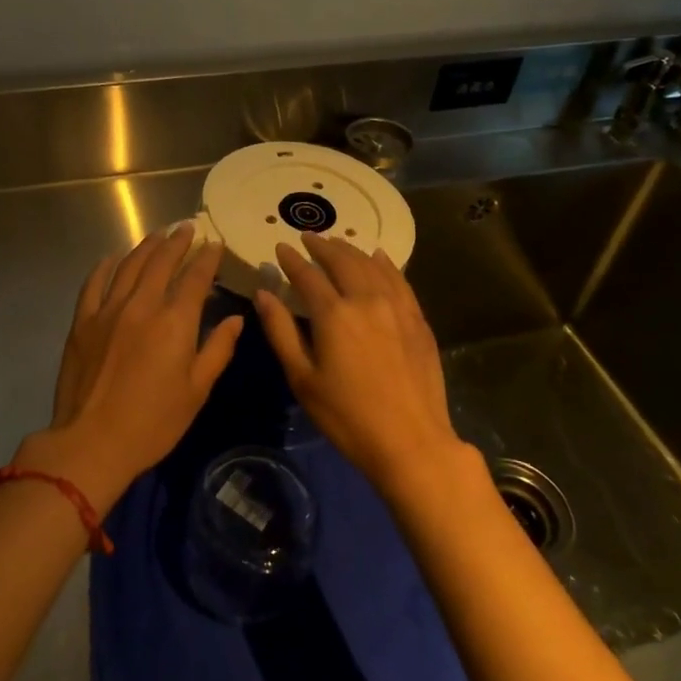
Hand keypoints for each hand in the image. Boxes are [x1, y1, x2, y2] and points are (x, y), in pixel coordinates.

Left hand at [19, 224, 243, 512]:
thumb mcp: (197, 391)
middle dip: (178, 241)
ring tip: (159, 233)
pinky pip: (94, 282)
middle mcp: (142, 305)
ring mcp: (108, 310)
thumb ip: (218, 349)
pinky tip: (113, 257)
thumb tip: (236, 319)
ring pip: (130, 265)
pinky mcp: (83, 321)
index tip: (216, 243)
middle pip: (162, 262)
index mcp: (174, 322)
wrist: (92, 442)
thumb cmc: (153, 423)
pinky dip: (106, 265)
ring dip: (147, 246)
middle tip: (187, 227)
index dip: (208, 258)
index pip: (195, 278)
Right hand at [253, 233, 464, 502]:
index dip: (291, 260)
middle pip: (342, 262)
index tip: (280, 247)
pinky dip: (385, 264)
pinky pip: (399, 280)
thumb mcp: (303, 378)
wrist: (411, 442)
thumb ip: (281, 331)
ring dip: (350, 250)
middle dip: (322, 247)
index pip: (307, 275)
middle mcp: (366, 300)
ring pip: (371, 266)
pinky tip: (379, 257)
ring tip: (337, 243)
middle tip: (308, 237)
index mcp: (333, 314)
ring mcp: (397, 307)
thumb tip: (263, 294)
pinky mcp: (417, 320)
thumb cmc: (347, 416)